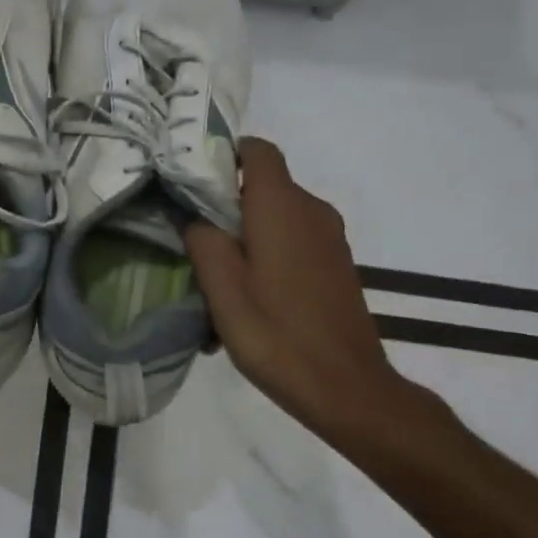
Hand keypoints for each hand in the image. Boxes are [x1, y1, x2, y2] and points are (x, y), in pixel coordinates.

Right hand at [185, 138, 415, 439]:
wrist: (346, 386)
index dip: (224, 155)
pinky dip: (268, 255)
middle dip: (226, 205)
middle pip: (264, 186)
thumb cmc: (276, 334)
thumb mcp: (223, 289)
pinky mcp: (337, 265)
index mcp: (282, 206)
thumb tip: (193, 217)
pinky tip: (249, 298)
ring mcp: (330, 239)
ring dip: (246, 236)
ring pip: (277, 218)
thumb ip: (202, 241)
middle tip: (191, 239)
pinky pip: (294, 243)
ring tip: (217, 278)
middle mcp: (312, 210)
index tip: (192, 183)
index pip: (257, 150)